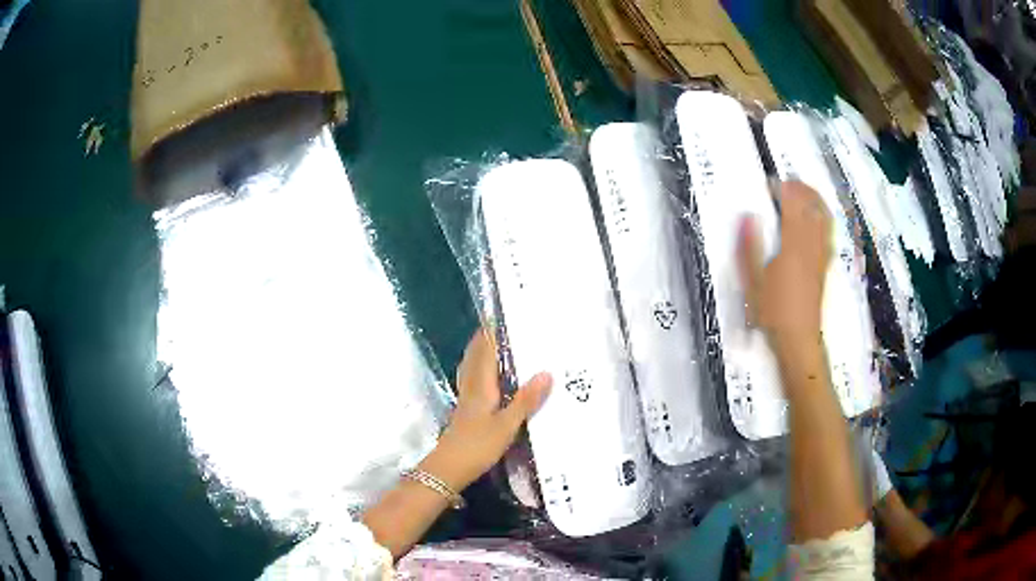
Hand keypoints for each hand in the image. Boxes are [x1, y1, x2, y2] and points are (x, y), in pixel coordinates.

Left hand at [419, 328, 551, 492]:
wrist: (449, 468)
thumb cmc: (478, 445)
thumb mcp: (507, 424)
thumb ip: (526, 400)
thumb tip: (546, 372)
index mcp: (481, 386)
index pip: (484, 353)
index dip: (488, 335)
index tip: (495, 316)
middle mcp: (471, 389)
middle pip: (473, 359)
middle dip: (481, 341)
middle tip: (494, 326)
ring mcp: (465, 402)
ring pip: (470, 371)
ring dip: (477, 355)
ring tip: (488, 346)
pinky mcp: (464, 413)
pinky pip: (471, 383)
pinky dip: (477, 372)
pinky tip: (483, 380)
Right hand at [737, 180, 832, 351]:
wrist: (798, 340)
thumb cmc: (772, 312)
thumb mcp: (753, 281)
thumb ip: (749, 246)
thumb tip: (748, 215)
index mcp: (792, 245)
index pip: (792, 205)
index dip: (782, 189)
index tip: (769, 184)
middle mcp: (811, 245)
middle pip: (813, 206)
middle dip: (801, 188)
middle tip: (786, 183)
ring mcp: (821, 256)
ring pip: (824, 218)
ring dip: (815, 199)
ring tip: (803, 192)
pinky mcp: (824, 266)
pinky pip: (828, 233)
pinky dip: (823, 218)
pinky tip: (815, 220)